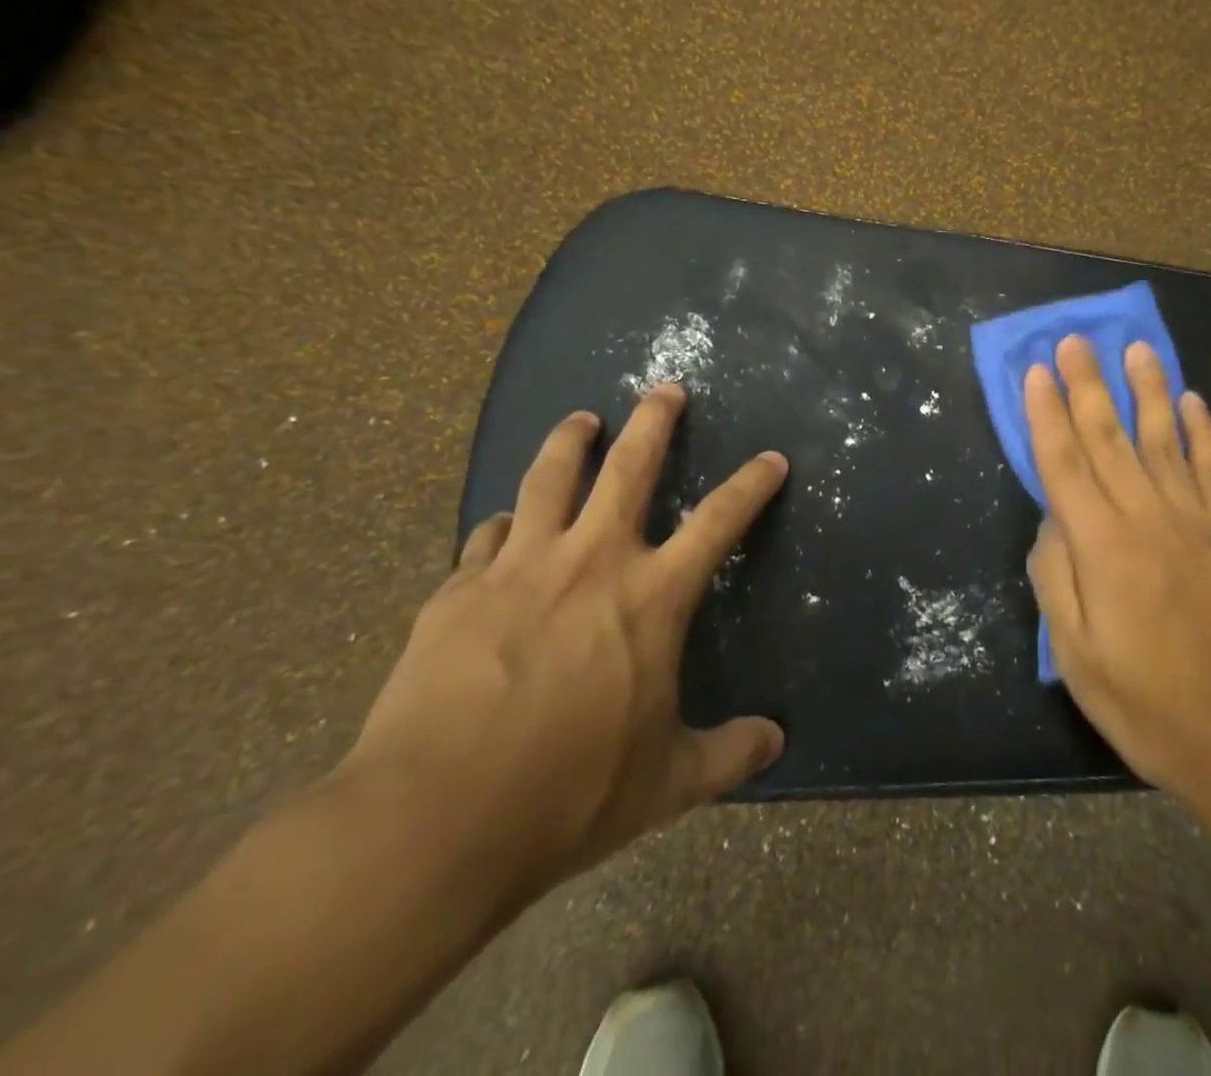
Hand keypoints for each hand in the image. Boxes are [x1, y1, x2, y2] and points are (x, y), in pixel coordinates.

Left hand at [333, 386, 786, 902]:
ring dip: (571, 441)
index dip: (751, 484)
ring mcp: (520, 567)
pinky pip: (488, 537)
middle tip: (666, 389)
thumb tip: (777, 742)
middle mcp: (592, 561)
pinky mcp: (459, 590)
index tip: (771, 458)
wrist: (433, 820)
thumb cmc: (569, 794)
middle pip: (629, 466)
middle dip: (655, 421)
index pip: (719, 521)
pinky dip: (505, 524)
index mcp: (651, 597)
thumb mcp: (666, 782)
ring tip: (582, 420)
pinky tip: (503, 527)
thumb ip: (727, 754)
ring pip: (549, 478)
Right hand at [1024, 337, 1210, 830]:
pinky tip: (1192, 401)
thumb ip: (1056, 578)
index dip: (1047, 415)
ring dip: (1147, 391)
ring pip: (1164, 440)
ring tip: (1136, 349)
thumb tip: (1052, 521)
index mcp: (1102, 546)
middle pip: (1110, 438)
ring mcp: (1196, 522)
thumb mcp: (1076, 655)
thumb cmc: (1147, 704)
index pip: (1065, 463)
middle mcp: (1148, 518)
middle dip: (1089, 386)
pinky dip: (1202, 432)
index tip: (1038, 371)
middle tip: (1077, 339)